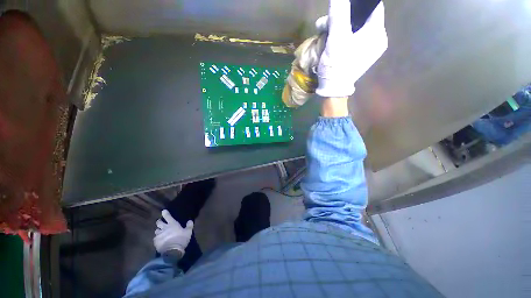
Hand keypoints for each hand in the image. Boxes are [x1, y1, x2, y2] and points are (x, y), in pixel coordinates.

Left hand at [153, 210, 192, 255]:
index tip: (163, 211)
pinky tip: (159, 240)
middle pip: (159, 223)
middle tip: (160, 222)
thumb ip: (189, 225)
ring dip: (158, 231)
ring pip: (156, 230)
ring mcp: (159, 235)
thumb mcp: (188, 232)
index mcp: (172, 224)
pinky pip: (155, 238)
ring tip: (160, 232)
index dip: (165, 213)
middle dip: (159, 222)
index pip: (168, 216)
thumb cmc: (181, 239)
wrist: (172, 251)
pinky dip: (157, 238)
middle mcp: (164, 228)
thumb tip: (190, 220)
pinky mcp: (156, 242)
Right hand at [316, 0, 386, 97]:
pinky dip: (339, 36)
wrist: (333, 90)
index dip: (356, 4)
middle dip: (341, 16)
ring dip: (337, 26)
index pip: (372, 7)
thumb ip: (339, 14)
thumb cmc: (337, 66)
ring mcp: (367, 48)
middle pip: (360, 17)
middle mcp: (375, 39)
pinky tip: (327, 39)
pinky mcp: (358, 55)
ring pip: (353, 28)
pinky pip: (350, 38)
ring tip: (321, 30)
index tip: (341, 5)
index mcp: (376, 33)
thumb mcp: (337, 39)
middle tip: (325, 21)